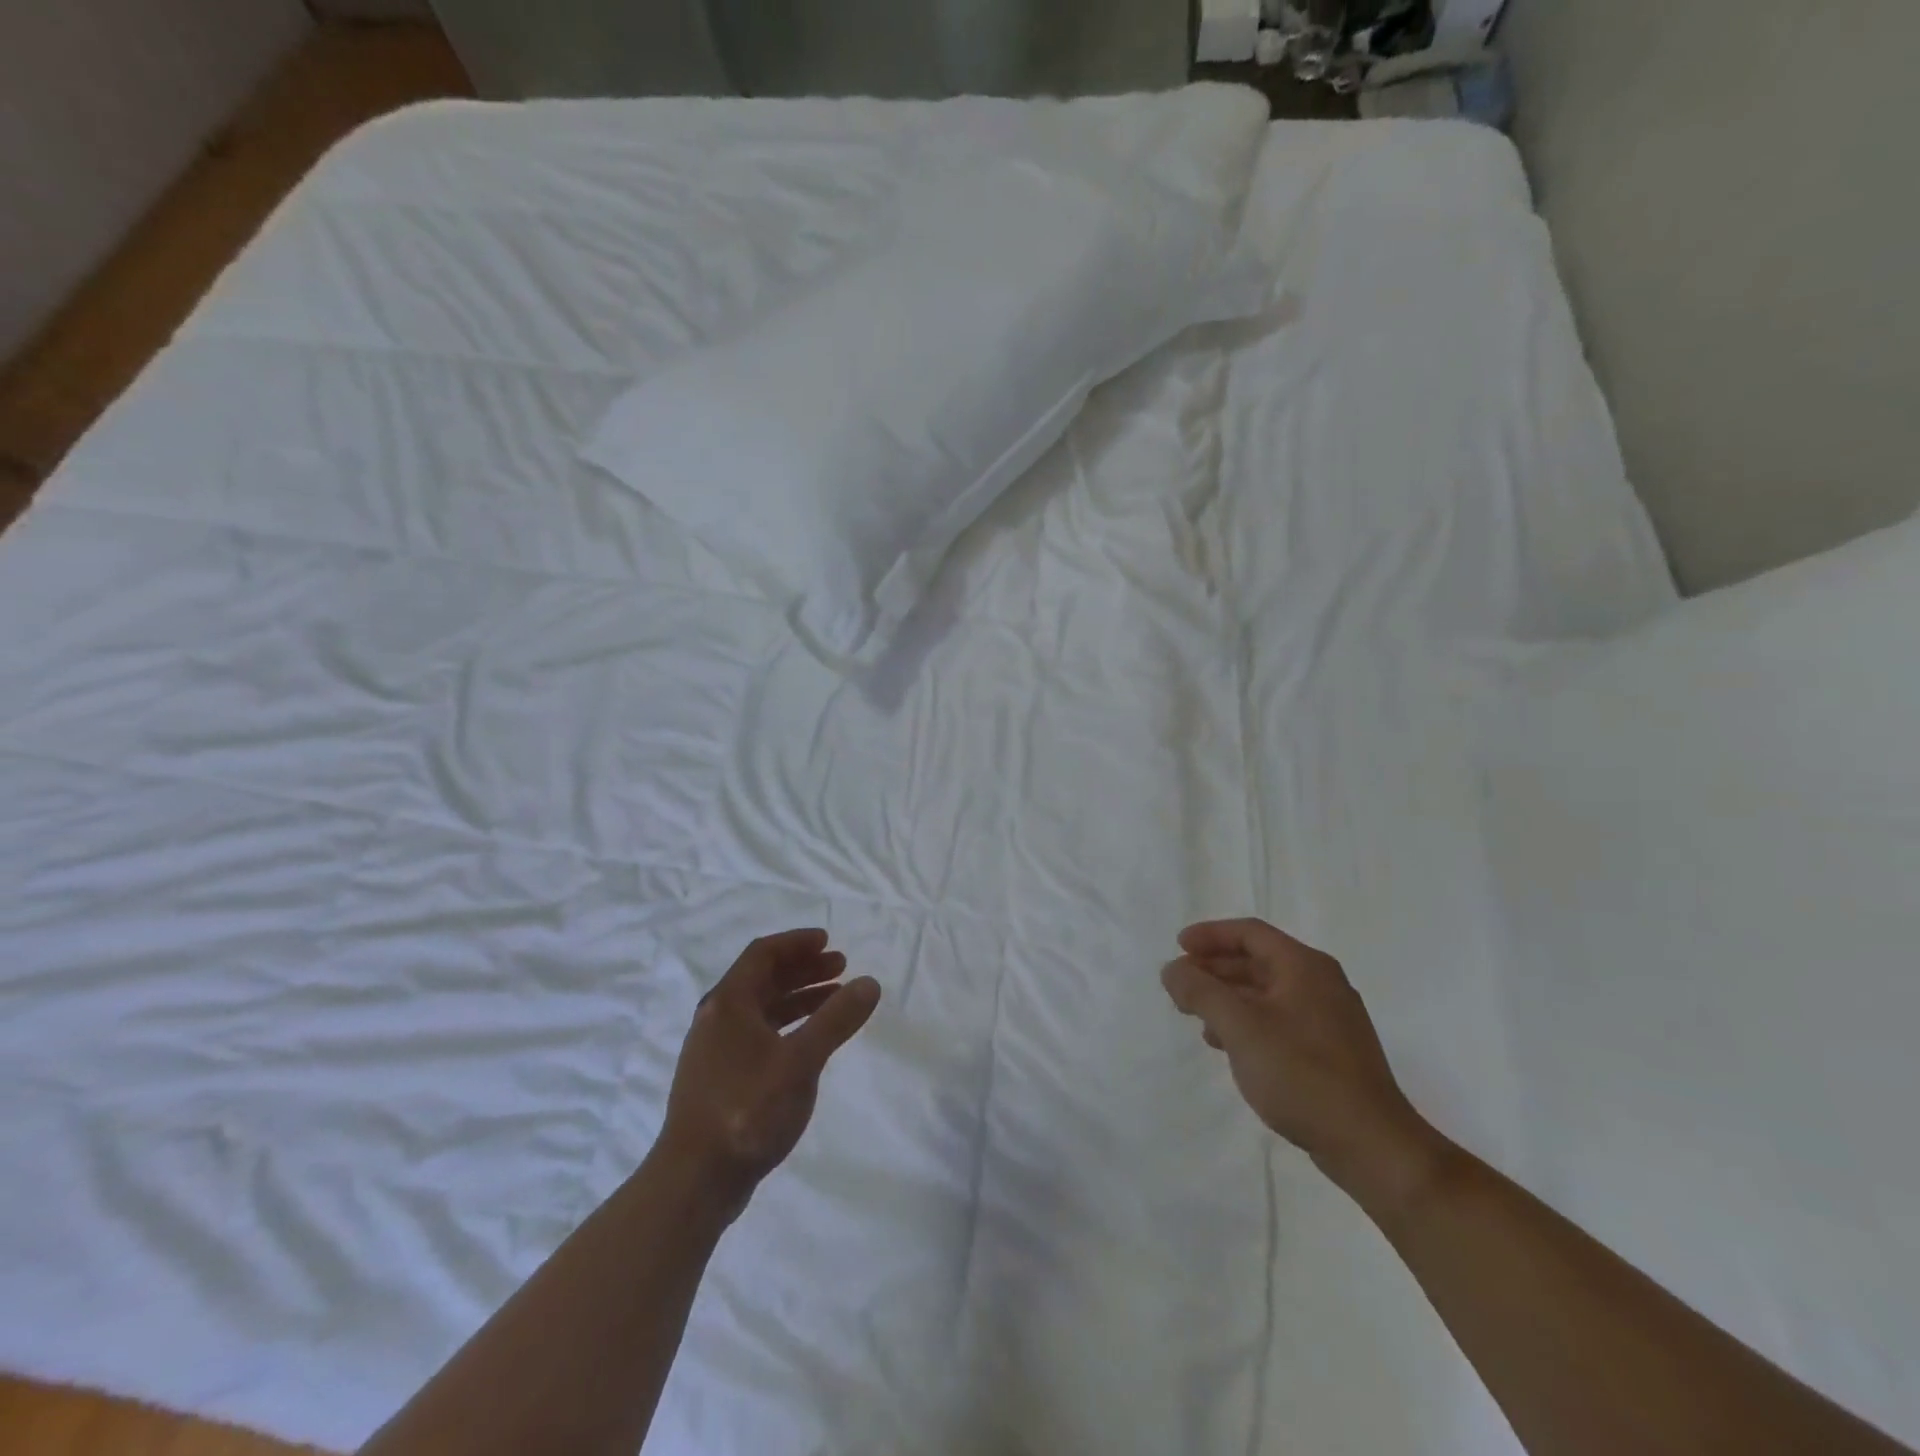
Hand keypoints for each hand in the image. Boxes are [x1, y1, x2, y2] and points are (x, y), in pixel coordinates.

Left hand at [659, 929, 880, 1217]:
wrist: (694, 1180)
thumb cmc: (747, 1110)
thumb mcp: (801, 1061)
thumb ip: (836, 1020)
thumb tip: (869, 983)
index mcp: (729, 1003)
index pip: (763, 954)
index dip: (797, 943)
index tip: (829, 941)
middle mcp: (717, 1018)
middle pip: (763, 978)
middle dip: (803, 968)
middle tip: (840, 966)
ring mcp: (716, 1050)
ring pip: (762, 1008)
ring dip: (798, 997)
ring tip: (835, 998)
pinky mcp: (720, 1078)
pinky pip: (758, 1033)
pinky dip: (787, 1025)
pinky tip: (810, 1040)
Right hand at [1162, 918, 1445, 1210]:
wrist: (1371, 1145)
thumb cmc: (1302, 1074)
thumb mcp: (1240, 1027)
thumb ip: (1201, 991)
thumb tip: (1173, 969)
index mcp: (1304, 966)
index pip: (1250, 932)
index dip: (1210, 935)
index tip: (1178, 948)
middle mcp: (1321, 983)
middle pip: (1258, 960)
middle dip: (1215, 969)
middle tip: (1181, 984)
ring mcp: (1330, 1018)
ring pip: (1268, 992)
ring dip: (1229, 998)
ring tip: (1198, 1018)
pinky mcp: (1332, 1051)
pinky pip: (1280, 1019)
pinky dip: (1249, 1022)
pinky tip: (1230, 1046)